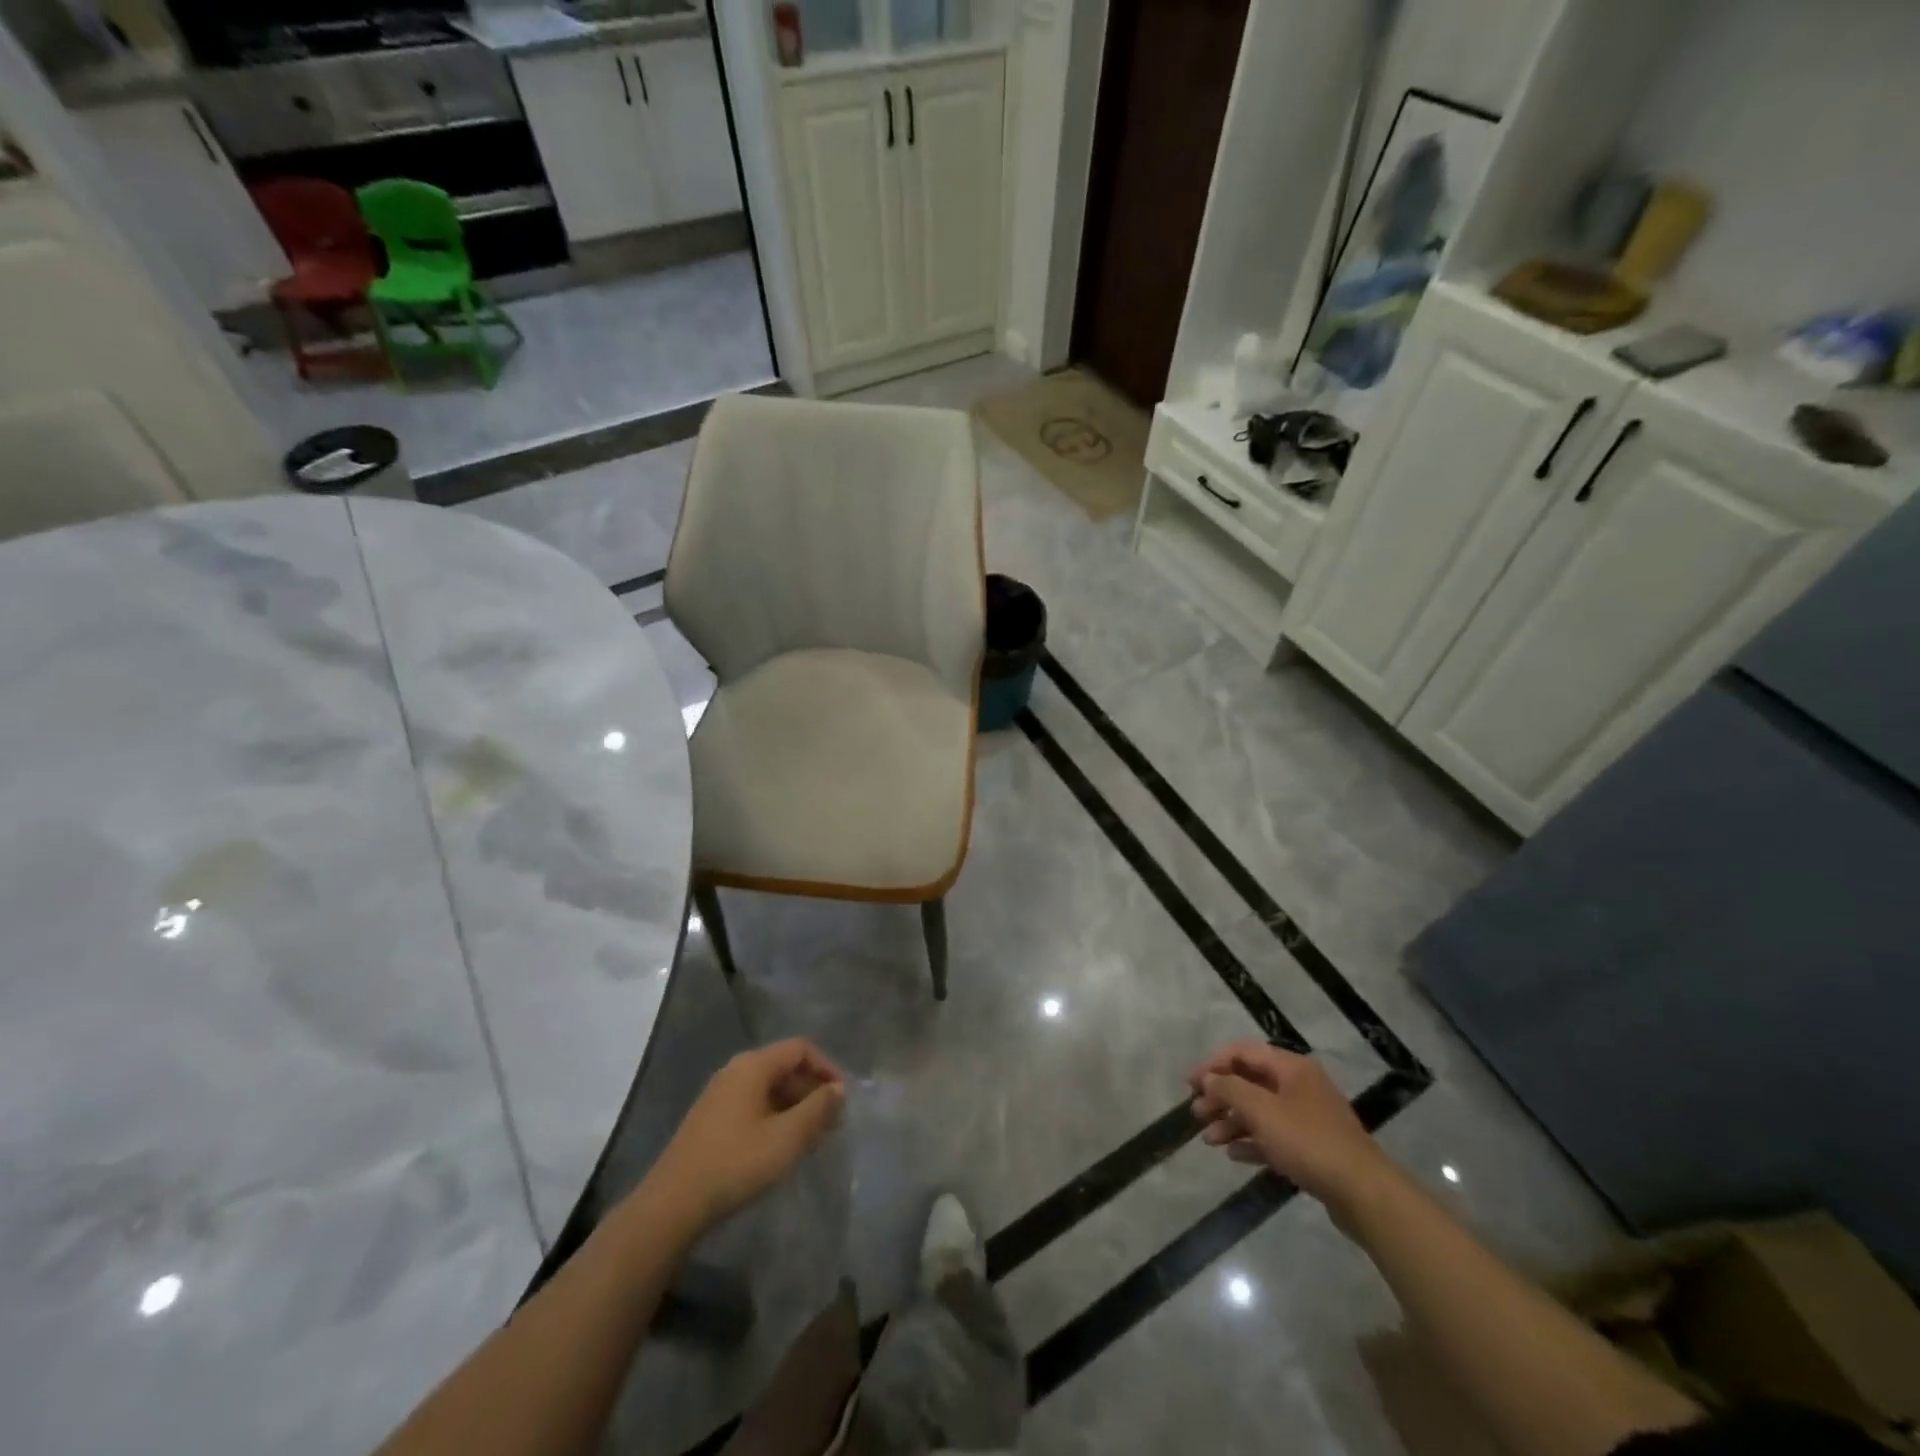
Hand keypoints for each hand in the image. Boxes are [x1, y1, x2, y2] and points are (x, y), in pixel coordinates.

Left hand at [650, 1040, 846, 1228]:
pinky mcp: (711, 1119)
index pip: (800, 1049)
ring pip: (769, 1088)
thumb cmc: (734, 1164)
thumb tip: (838, 1089)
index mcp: (753, 1065)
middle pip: (784, 1067)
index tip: (843, 1098)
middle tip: (832, 1123)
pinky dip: (775, 1117)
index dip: (827, 1068)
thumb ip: (817, 1109)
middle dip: (812, 1091)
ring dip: (795, 1107)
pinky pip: (753, 1105)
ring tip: (812, 1138)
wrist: (671, 1205)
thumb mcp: (786, 1138)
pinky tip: (781, 1147)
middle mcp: (735, 1070)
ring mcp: (720, 1094)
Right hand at [1187, 1041, 1395, 1213]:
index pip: (1243, 1052)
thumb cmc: (1307, 1141)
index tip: (1190, 1083)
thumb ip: (1229, 1089)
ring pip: (1260, 1111)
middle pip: (1250, 1082)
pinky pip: (1273, 1136)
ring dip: (1232, 1121)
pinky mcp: (1312, 1147)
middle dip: (1221, 1096)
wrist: (1362, 1192)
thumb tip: (1208, 1078)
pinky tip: (1233, 1154)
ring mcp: (1307, 1117)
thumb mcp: (1261, 1111)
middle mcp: (1299, 1085)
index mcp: (1290, 1067)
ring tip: (1209, 1140)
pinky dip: (1251, 1141)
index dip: (1213, 1063)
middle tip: (1196, 1113)